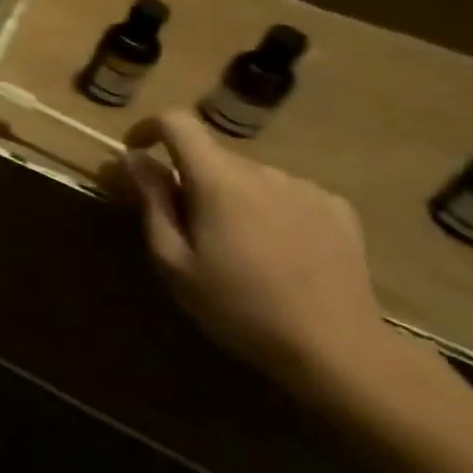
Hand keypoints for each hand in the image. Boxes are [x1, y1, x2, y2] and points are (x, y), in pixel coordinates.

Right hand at [123, 110, 393, 398]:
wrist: (339, 350)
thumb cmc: (239, 306)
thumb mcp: (173, 260)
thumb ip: (151, 201)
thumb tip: (133, 158)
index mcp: (218, 179)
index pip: (177, 122)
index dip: (148, 127)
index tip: (136, 153)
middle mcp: (262, 171)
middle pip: (211, 155)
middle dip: (189, 177)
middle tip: (185, 224)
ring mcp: (305, 188)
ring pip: (247, 175)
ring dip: (229, 194)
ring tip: (235, 242)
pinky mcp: (337, 208)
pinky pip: (284, 192)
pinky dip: (267, 206)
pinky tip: (277, 248)